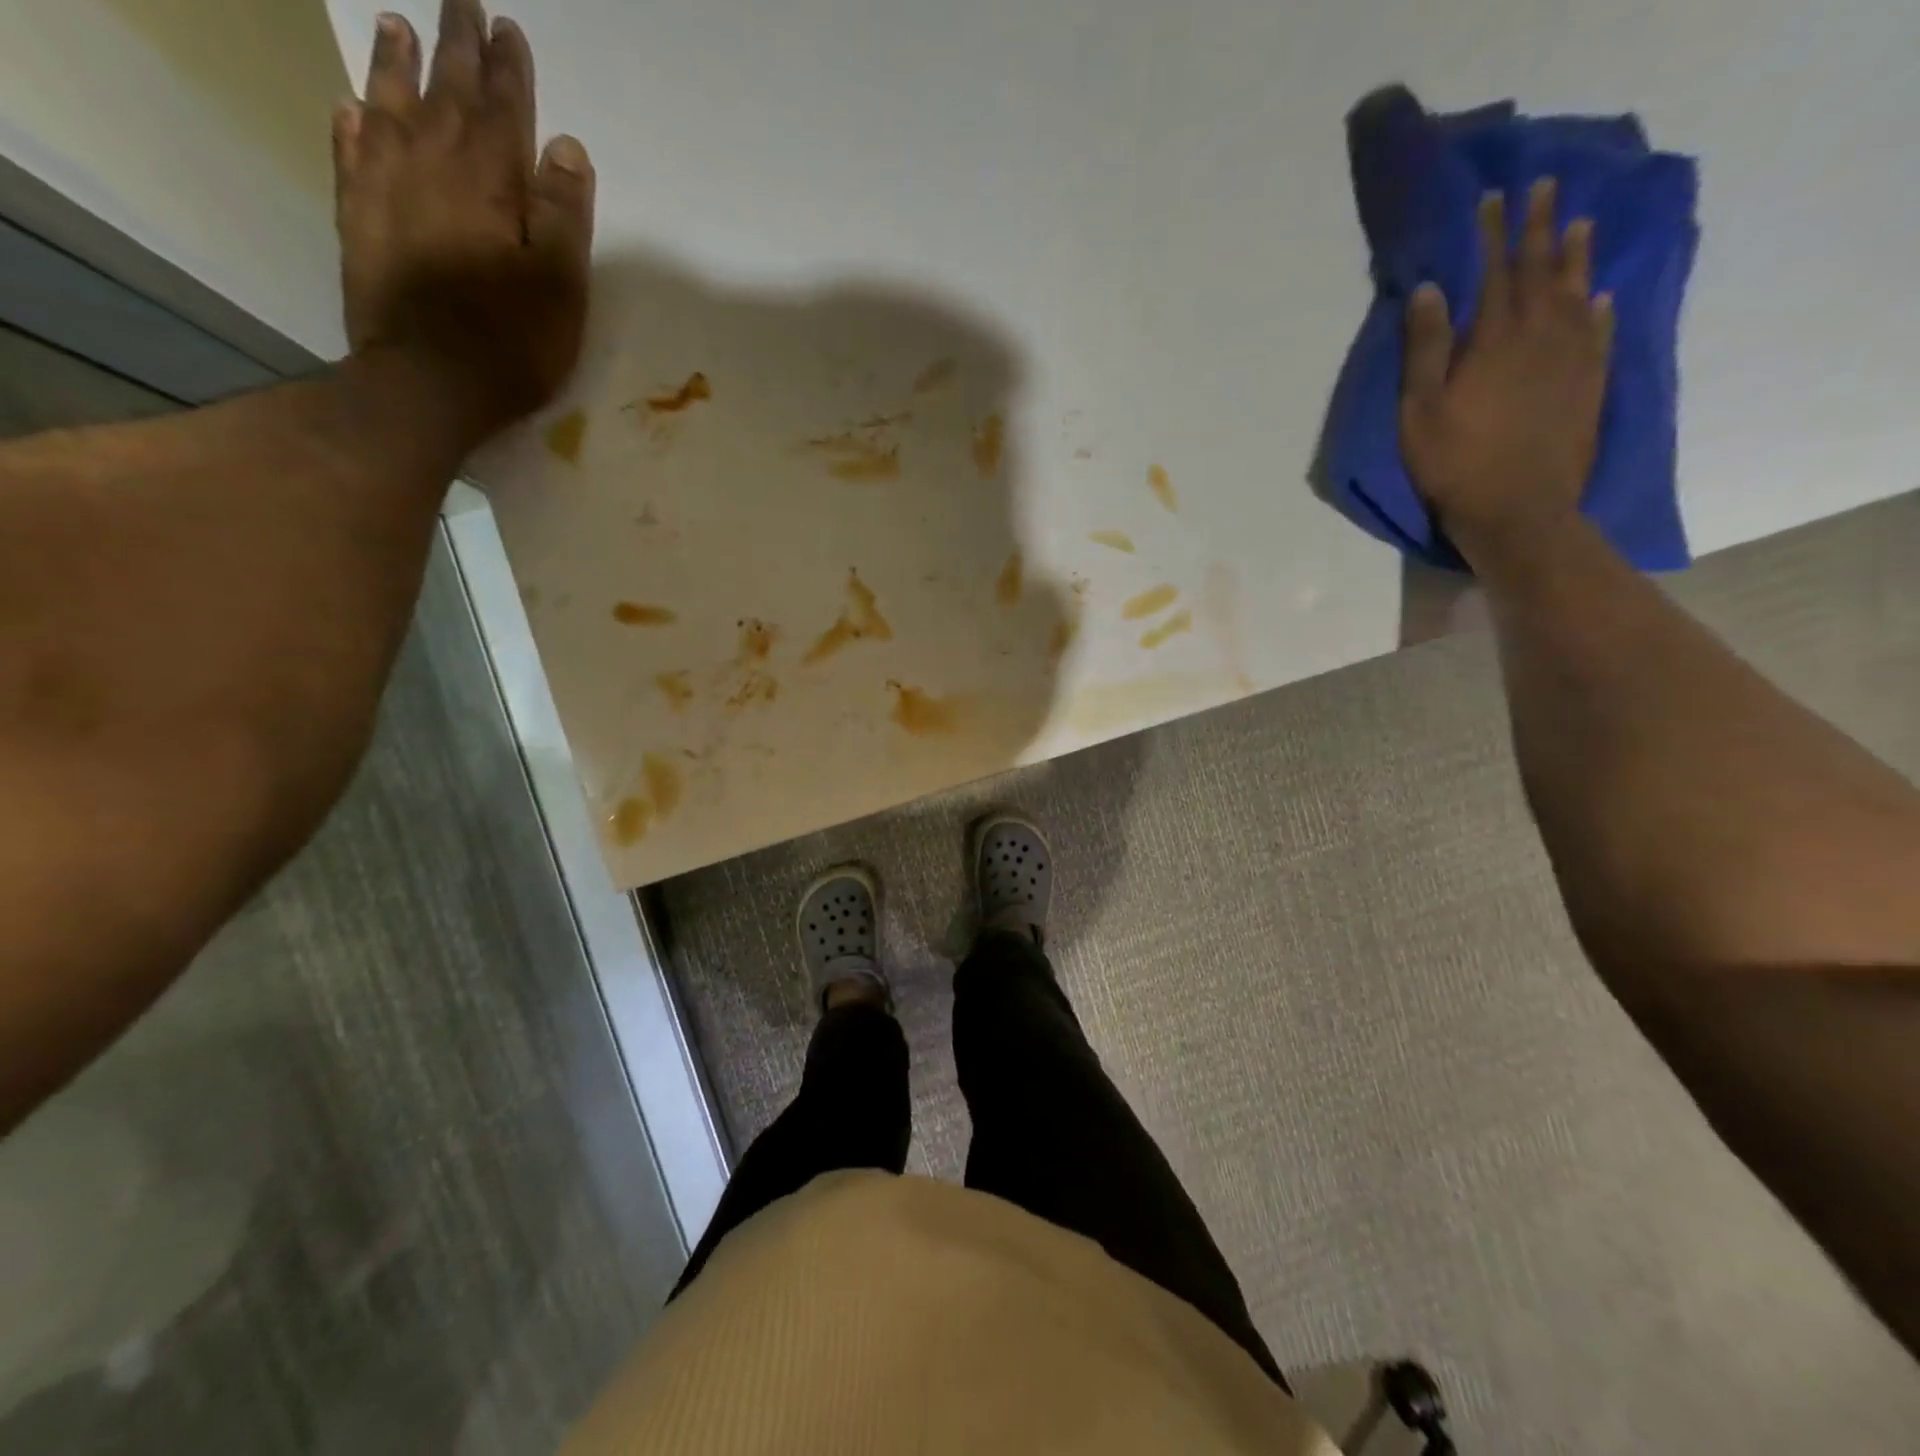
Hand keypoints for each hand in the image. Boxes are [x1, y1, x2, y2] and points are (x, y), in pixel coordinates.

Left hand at [333, 0, 594, 437]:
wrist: (428, 382)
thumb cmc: (511, 342)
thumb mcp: (560, 287)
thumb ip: (564, 216)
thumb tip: (567, 147)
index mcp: (490, 184)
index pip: (503, 111)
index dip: (509, 70)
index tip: (509, 28)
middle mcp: (432, 168)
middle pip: (446, 94)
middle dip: (456, 48)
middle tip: (460, 2)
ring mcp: (386, 190)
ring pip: (390, 108)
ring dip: (396, 66)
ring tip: (397, 26)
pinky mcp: (358, 221)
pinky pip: (350, 154)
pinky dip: (353, 124)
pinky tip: (353, 106)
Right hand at [1399, 178, 1613, 563]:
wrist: (1519, 509)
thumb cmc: (1455, 462)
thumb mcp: (1420, 410)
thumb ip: (1424, 349)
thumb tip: (1428, 288)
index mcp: (1495, 339)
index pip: (1495, 272)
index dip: (1493, 234)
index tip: (1494, 197)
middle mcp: (1542, 335)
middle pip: (1542, 270)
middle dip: (1540, 227)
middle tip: (1545, 187)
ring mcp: (1573, 358)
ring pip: (1577, 292)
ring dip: (1576, 257)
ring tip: (1579, 224)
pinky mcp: (1589, 384)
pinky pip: (1599, 332)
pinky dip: (1598, 308)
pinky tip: (1599, 296)